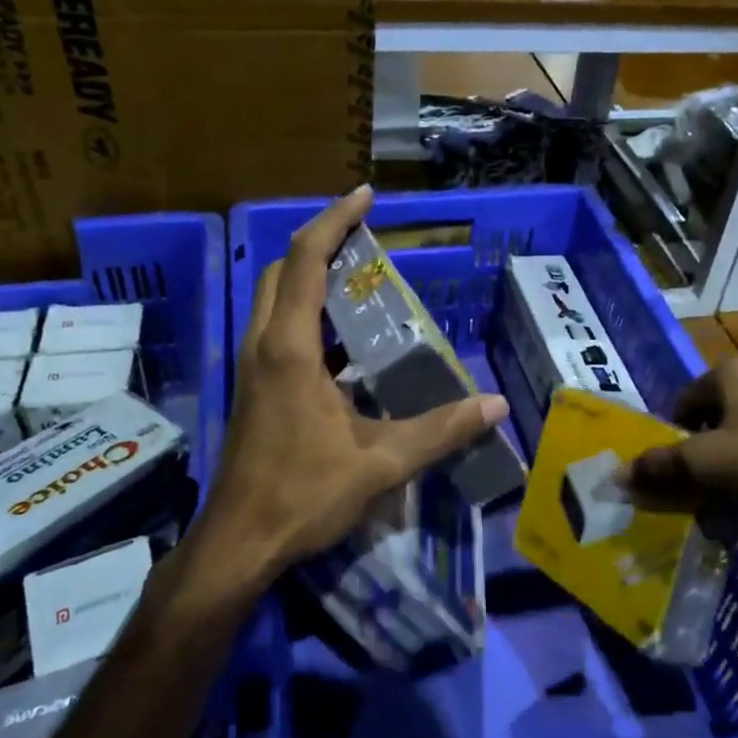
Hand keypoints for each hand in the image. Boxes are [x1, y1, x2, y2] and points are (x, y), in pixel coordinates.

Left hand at [198, 186, 508, 585]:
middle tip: (367, 241)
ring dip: (312, 278)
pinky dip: (308, 315)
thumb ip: (441, 430)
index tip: (366, 196)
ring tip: (361, 282)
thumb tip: (496, 405)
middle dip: (321, 243)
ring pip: (275, 299)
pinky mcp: (254, 388)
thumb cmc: (304, 494)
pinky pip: (278, 330)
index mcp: (290, 348)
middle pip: (284, 270)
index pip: (307, 260)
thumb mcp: (381, 463)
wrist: (240, 541)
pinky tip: (346, 344)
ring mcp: (253, 367)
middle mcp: (264, 345)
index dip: (335, 220)